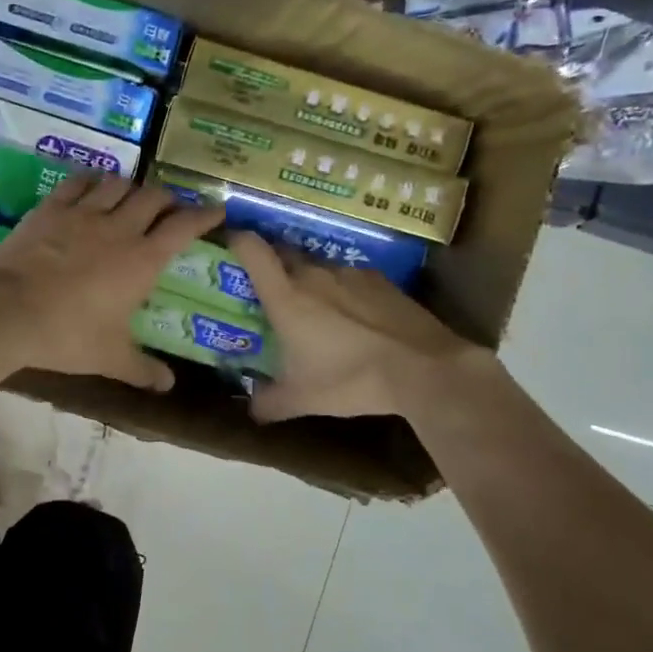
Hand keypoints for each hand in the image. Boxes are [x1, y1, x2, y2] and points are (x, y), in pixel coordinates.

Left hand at [0, 175, 224, 390]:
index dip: (204, 215)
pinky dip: (91, 181)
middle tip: (170, 210)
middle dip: (168, 199)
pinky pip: (77, 183)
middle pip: (153, 198)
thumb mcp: (109, 358)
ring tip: (132, 197)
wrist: (8, 312)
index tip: (217, 211)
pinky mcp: (50, 209)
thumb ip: (142, 369)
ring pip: (118, 184)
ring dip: (131, 188)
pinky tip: (92, 186)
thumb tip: (168, 386)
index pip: (183, 227)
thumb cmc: (67, 335)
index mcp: (142, 260)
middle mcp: (118, 229)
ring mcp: (82, 214)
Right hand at [229, 232, 496, 420]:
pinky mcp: (381, 280)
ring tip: (316, 310)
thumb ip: (268, 403)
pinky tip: (354, 318)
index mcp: (286, 296)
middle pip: (283, 253)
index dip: (236, 241)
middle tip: (267, 291)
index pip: (252, 249)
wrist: (423, 368)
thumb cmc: (350, 380)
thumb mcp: (302, 399)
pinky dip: (343, 291)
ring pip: (318, 267)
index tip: (229, 247)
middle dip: (271, 265)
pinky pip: (350, 278)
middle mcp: (314, 275)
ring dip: (310, 281)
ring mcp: (350, 273)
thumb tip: (250, 410)